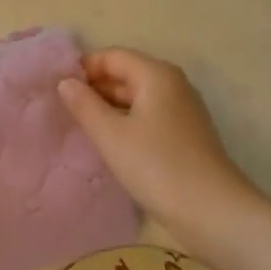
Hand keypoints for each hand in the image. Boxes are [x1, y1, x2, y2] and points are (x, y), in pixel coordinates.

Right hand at [58, 48, 250, 228]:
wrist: (213, 213)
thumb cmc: (157, 166)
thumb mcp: (111, 135)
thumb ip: (84, 104)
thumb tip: (66, 82)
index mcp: (156, 74)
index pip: (112, 56)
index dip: (83, 69)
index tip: (57, 90)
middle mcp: (173, 84)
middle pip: (126, 74)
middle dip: (95, 89)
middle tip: (63, 111)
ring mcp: (183, 110)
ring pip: (137, 98)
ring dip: (109, 108)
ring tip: (81, 128)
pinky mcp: (186, 135)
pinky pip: (149, 117)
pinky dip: (127, 123)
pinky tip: (110, 144)